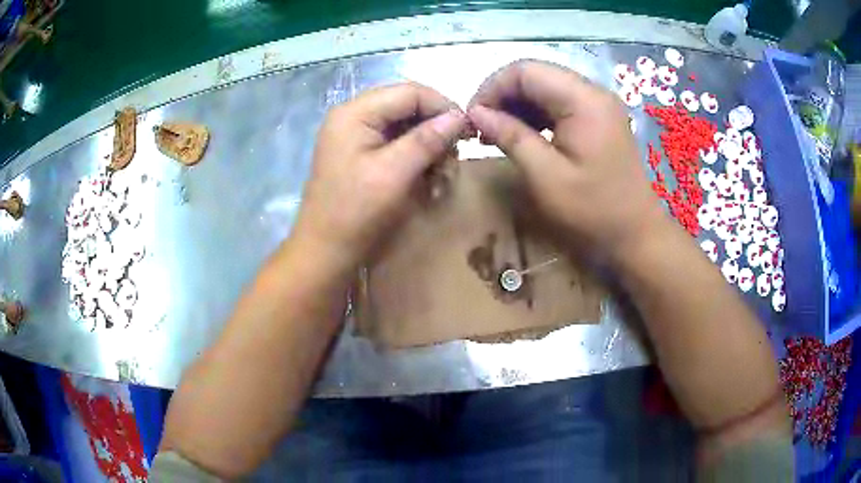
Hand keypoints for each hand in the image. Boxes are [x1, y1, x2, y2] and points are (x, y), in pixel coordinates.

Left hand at [293, 83, 467, 269]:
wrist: (324, 253)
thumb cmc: (355, 213)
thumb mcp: (394, 173)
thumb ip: (427, 139)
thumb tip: (460, 116)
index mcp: (355, 113)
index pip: (410, 92)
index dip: (443, 106)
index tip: (469, 131)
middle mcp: (354, 117)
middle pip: (408, 108)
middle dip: (435, 131)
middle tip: (454, 159)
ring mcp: (356, 137)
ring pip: (406, 128)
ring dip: (429, 149)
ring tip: (441, 179)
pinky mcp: (361, 155)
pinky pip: (397, 146)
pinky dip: (416, 161)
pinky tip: (427, 183)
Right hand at [467, 60, 668, 260]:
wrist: (637, 234)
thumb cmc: (593, 211)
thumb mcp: (546, 177)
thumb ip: (510, 137)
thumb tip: (475, 112)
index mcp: (583, 100)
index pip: (525, 70)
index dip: (491, 88)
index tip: (473, 119)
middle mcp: (593, 91)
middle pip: (535, 74)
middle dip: (502, 96)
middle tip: (481, 128)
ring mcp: (598, 103)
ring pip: (545, 86)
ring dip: (517, 104)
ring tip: (497, 133)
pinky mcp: (599, 117)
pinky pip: (559, 102)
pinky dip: (535, 114)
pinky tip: (522, 135)